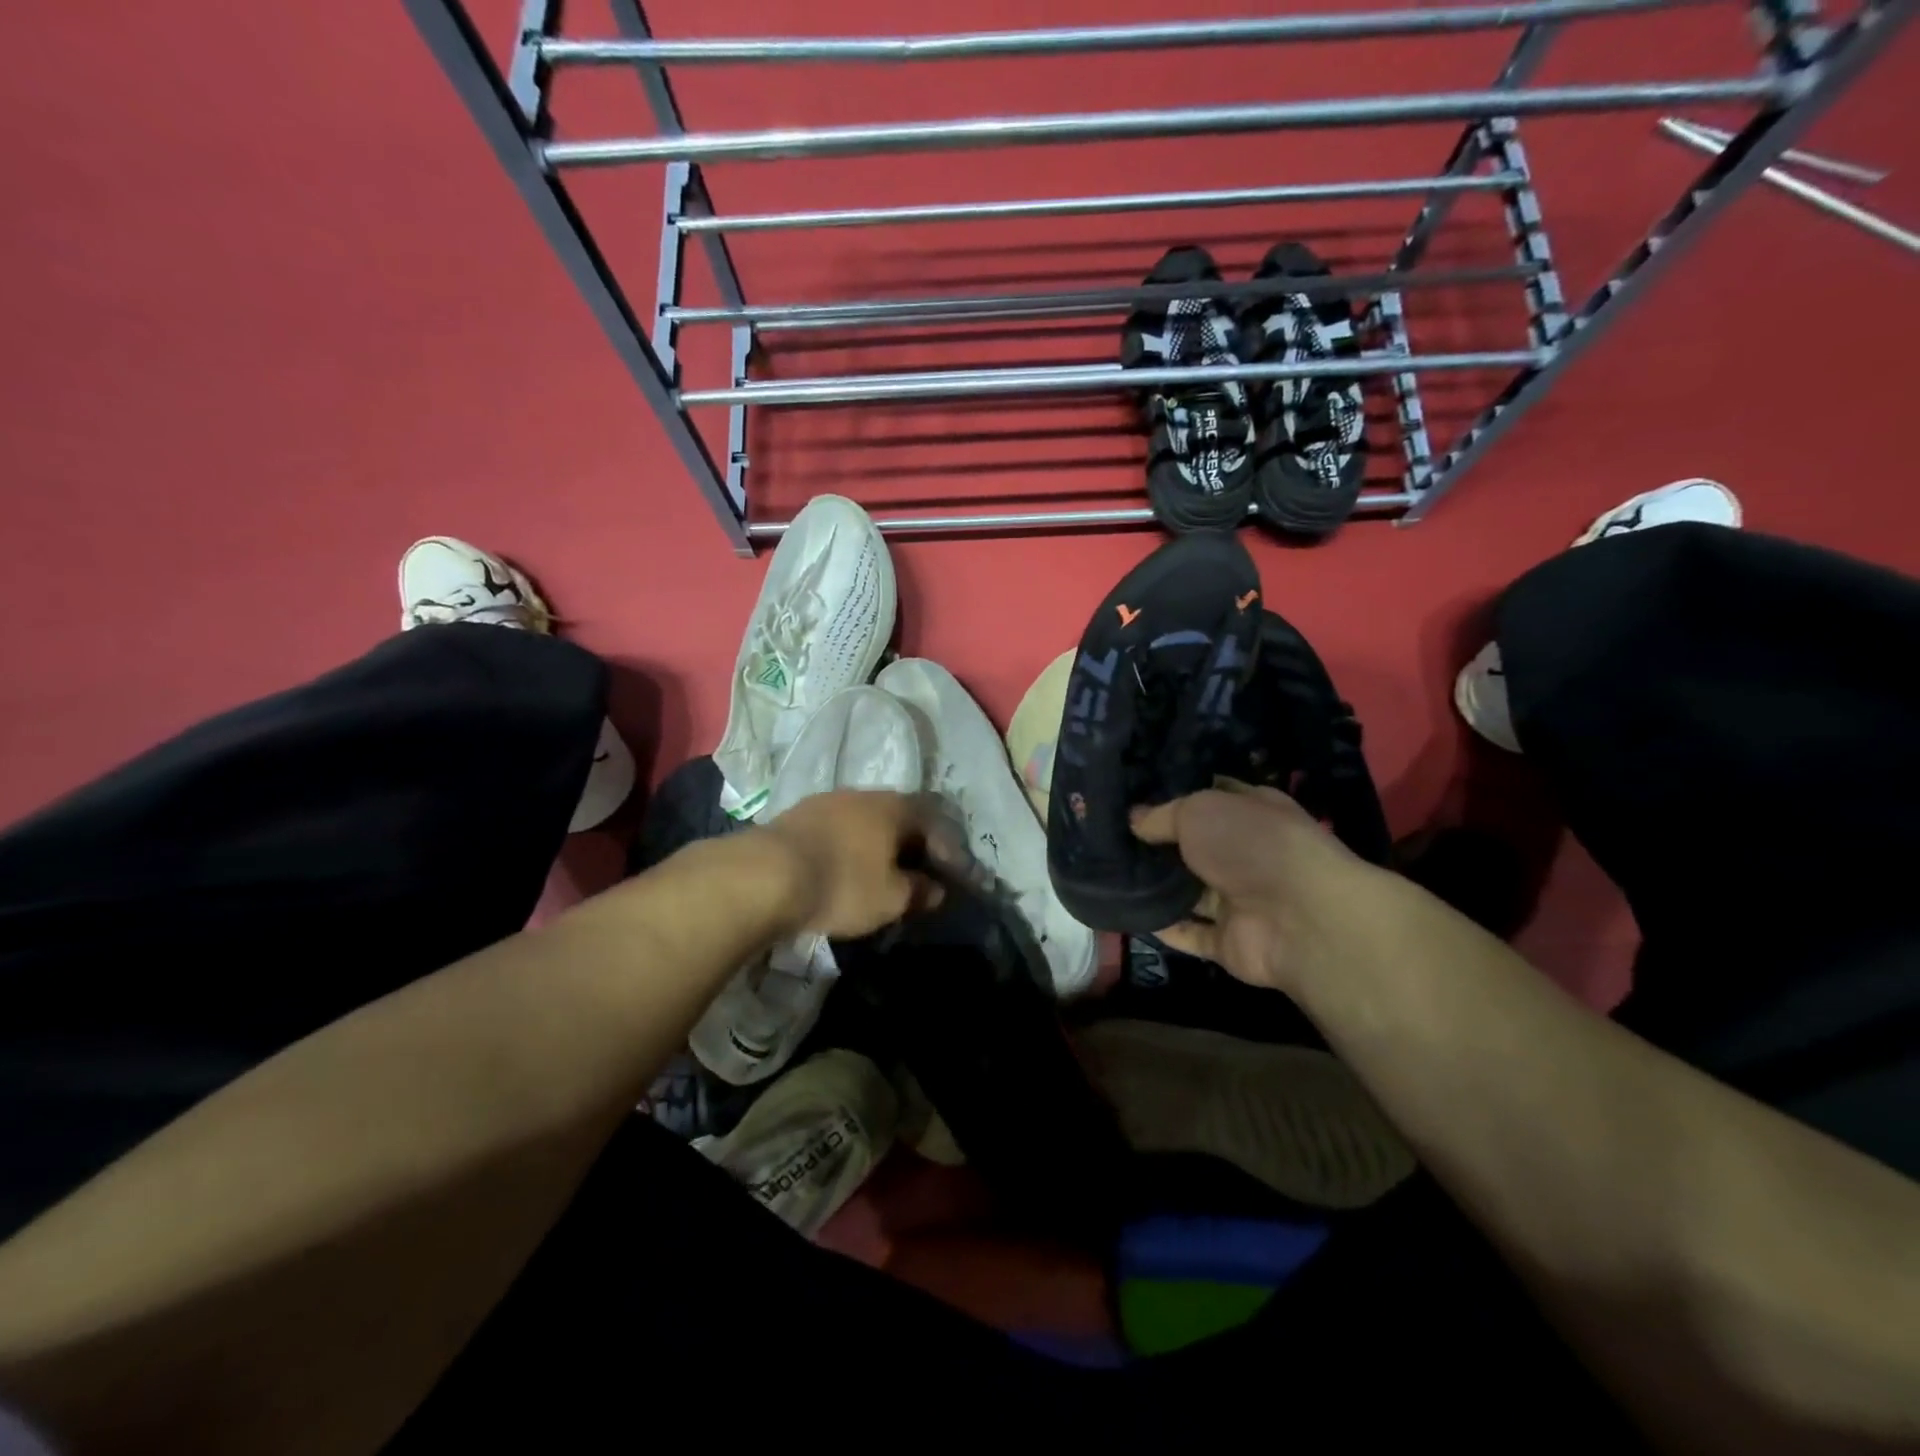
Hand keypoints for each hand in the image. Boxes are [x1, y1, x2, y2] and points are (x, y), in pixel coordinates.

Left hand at [759, 790, 949, 938]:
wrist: (764, 875)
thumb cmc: (842, 884)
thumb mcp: (891, 898)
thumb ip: (919, 891)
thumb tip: (936, 889)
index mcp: (895, 807)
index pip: (933, 823)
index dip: (946, 851)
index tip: (950, 876)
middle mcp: (863, 794)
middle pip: (897, 818)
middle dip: (910, 845)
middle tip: (915, 873)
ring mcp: (826, 801)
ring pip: (863, 822)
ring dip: (874, 845)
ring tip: (877, 873)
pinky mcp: (795, 815)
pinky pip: (835, 830)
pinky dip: (846, 848)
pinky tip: (841, 868)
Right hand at [1130, 780, 1368, 992]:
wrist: (1300, 918)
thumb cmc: (1251, 845)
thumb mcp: (1199, 810)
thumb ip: (1162, 816)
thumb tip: (1134, 820)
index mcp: (1252, 812)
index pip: (1211, 798)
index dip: (1176, 797)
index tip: (1134, 798)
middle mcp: (1247, 854)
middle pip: (1196, 847)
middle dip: (1159, 844)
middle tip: (1111, 838)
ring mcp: (1240, 900)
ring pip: (1190, 892)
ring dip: (1158, 887)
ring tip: (1109, 874)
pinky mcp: (1230, 941)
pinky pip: (1189, 933)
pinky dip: (1163, 926)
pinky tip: (1127, 913)